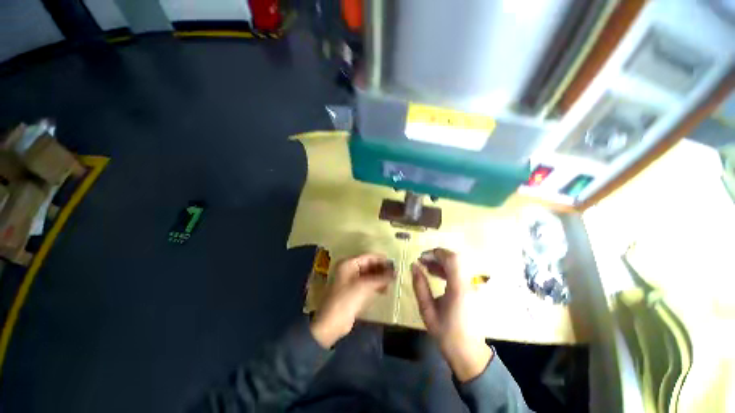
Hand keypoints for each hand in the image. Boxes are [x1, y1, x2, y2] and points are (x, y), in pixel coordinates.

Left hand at [310, 254, 394, 347]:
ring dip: (379, 278)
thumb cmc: (346, 299)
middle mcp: (348, 269)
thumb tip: (396, 272)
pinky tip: (384, 290)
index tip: (394, 264)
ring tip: (391, 282)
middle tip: (394, 274)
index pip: (368, 257)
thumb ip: (381, 277)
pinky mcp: (352, 292)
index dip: (381, 260)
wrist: (331, 323)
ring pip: (368, 275)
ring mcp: (349, 281)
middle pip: (368, 265)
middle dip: (381, 269)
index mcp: (348, 263)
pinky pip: (366, 284)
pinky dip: (374, 285)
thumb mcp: (365, 286)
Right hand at [412, 248, 492, 381]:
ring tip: (425, 266)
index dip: (436, 253)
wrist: (468, 352)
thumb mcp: (427, 310)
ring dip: (440, 261)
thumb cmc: (446, 333)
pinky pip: (459, 271)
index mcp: (459, 289)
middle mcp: (469, 284)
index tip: (421, 257)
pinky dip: (446, 268)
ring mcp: (472, 286)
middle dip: (436, 256)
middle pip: (455, 258)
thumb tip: (413, 266)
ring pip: (457, 264)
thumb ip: (419, 285)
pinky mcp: (471, 289)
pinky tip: (435, 273)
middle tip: (421, 261)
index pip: (452, 260)